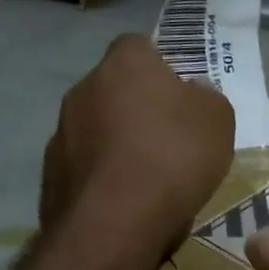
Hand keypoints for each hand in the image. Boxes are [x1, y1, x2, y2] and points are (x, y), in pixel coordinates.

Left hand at [42, 35, 234, 263]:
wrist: (115, 222)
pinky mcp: (50, 173)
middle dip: (136, 108)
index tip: (180, 97)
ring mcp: (61, 131)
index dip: (161, 68)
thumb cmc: (174, 158)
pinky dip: (103, 177)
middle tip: (167, 140)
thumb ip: (206, 98)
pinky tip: (124, 202)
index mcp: (125, 63)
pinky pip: (85, 166)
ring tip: (146, 179)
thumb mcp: (218, 122)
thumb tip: (193, 93)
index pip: (140, 46)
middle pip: (115, 89)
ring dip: (117, 144)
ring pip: (96, 128)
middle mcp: (84, 88)